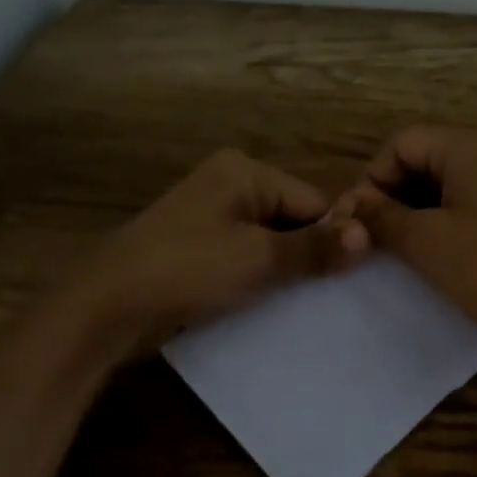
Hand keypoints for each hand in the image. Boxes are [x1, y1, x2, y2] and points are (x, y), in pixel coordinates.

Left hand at [74, 148, 368, 352]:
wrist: (107, 305)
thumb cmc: (188, 268)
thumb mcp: (258, 258)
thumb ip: (314, 248)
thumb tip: (369, 236)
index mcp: (244, 171)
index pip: (312, 200)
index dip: (333, 237)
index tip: (352, 278)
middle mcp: (228, 184)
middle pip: (291, 218)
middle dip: (308, 255)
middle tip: (331, 296)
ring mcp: (209, 215)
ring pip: (268, 241)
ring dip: (284, 270)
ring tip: (304, 303)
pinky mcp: (196, 246)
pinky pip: (243, 256)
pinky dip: (258, 277)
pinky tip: (270, 304)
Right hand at [340, 126, 476, 351]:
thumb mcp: (425, 241)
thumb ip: (381, 216)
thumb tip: (352, 204)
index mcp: (474, 144)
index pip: (402, 143)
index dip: (372, 178)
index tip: (357, 221)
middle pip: (430, 156)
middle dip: (396, 193)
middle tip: (376, 237)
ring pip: (455, 179)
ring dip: (422, 207)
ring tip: (405, 247)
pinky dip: (453, 216)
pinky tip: (444, 251)